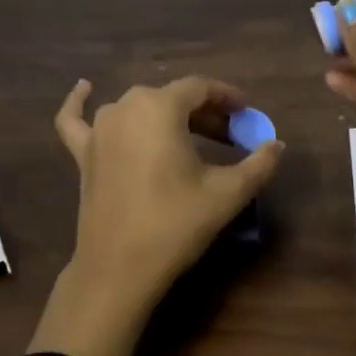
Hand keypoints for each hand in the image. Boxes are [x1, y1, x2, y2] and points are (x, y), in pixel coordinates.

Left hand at [29, 76, 283, 355]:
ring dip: (165, 116)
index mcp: (160, 108)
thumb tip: (278, 145)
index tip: (247, 113)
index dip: (227, 97)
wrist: (120, 267)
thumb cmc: (176, 223)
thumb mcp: (228, 193)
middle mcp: (125, 107)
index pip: (200, 88)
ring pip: (137, 109)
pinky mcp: (82, 154)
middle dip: (204, 113)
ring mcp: (98, 130)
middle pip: (171, 98)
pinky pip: (77, 119)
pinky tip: (84, 87)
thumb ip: (259, 164)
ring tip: (189, 134)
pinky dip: (80, 102)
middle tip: (229, 136)